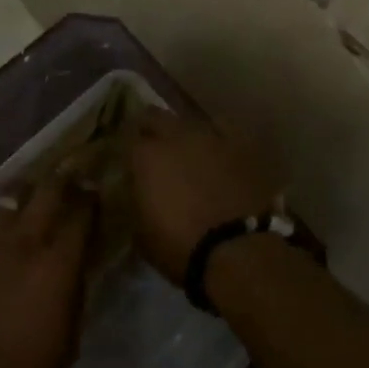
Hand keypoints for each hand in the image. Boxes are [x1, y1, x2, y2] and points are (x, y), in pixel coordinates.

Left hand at [0, 176, 93, 367]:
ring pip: (8, 196)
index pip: (82, 212)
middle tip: (68, 176)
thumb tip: (77, 269)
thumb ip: (75, 296)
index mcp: (56, 262)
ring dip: (24, 194)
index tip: (94, 190)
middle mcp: (23, 239)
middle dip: (62, 179)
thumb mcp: (68, 342)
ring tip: (27, 198)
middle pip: (47, 189)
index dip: (91, 197)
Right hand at [126, 111, 280, 284]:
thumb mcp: (142, 234)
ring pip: (190, 119)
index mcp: (146, 156)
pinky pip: (224, 127)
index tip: (127, 160)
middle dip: (150, 128)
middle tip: (151, 147)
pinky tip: (218, 146)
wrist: (238, 252)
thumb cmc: (182, 248)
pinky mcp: (242, 144)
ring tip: (186, 148)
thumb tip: (138, 194)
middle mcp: (176, 136)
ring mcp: (211, 136)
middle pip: (155, 115)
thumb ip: (136, 203)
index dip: (126, 149)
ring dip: (184, 132)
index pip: (126, 138)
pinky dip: (217, 134)